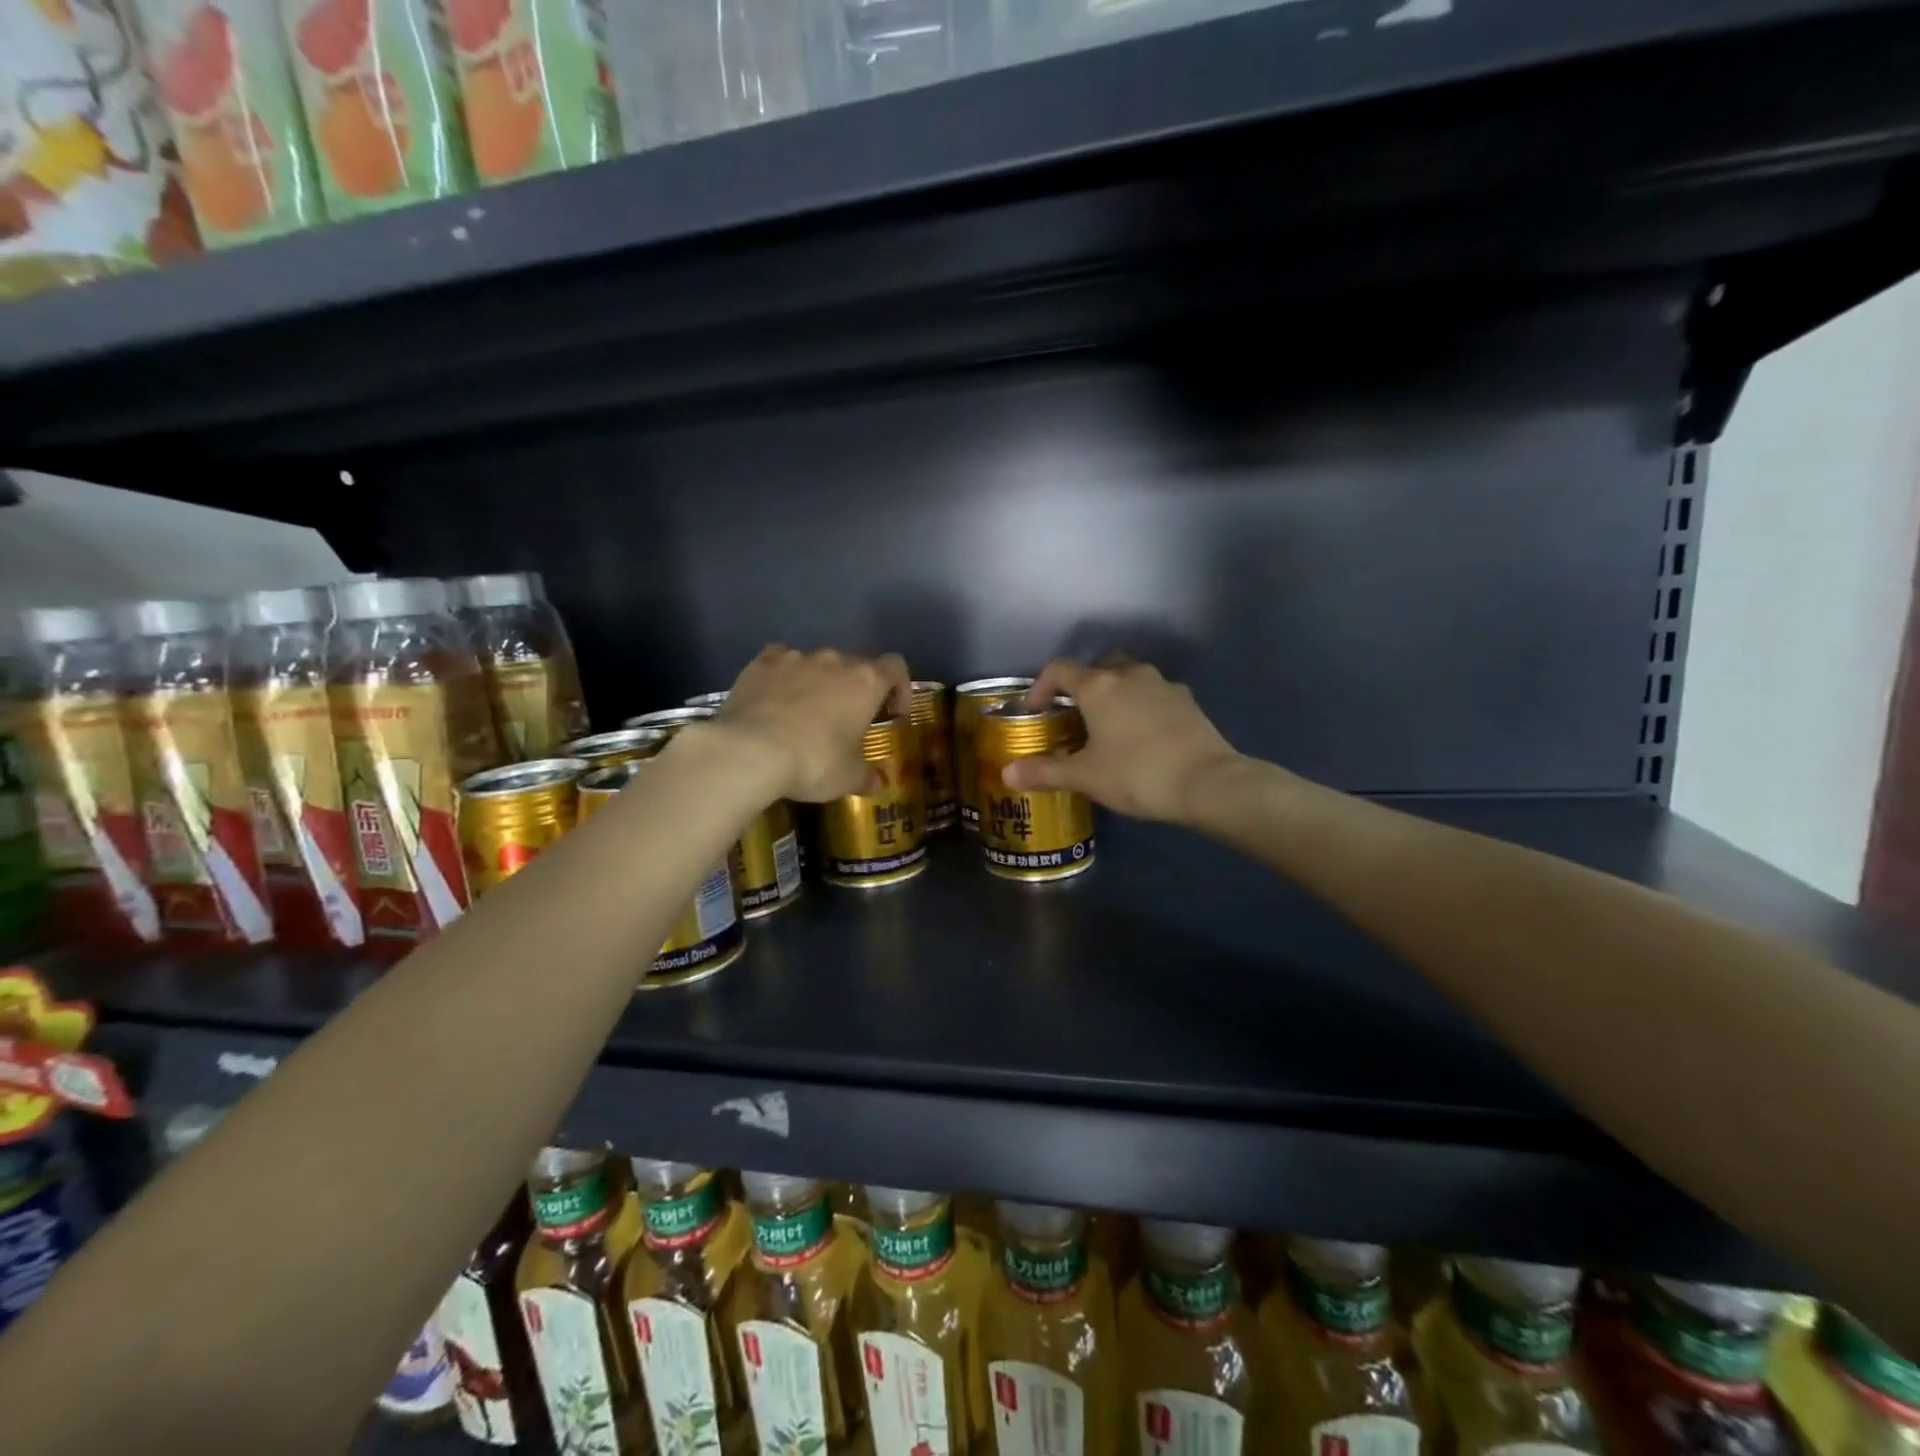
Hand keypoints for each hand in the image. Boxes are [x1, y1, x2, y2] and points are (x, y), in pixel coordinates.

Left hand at [712, 645, 910, 801]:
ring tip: (805, 714)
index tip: (892, 715)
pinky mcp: (761, 663)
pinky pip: (780, 663)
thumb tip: (877, 783)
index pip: (895, 668)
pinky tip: (774, 700)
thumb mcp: (848, 778)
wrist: (748, 751)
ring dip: (818, 683)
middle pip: (855, 665)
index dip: (900, 689)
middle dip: (855, 690)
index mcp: (865, 682)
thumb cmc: (813, 761)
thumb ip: (867, 776)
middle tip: (847, 721)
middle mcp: (834, 660)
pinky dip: (783, 677)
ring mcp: (795, 658)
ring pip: (816, 664)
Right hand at [1002, 659, 1243, 823]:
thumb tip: (1008, 773)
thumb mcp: (1085, 777)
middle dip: (1083, 685)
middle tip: (1075, 715)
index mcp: (1099, 686)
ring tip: (1109, 726)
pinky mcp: (1188, 702)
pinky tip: (1143, 736)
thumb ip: (1045, 772)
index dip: (1040, 687)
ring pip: (1130, 677)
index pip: (1059, 670)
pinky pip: (1155, 695)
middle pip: (1098, 666)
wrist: (1208, 783)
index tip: (1034, 711)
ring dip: (1115, 693)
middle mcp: (1130, 675)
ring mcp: (1163, 685)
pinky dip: (1142, 706)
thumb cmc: (1137, 774)